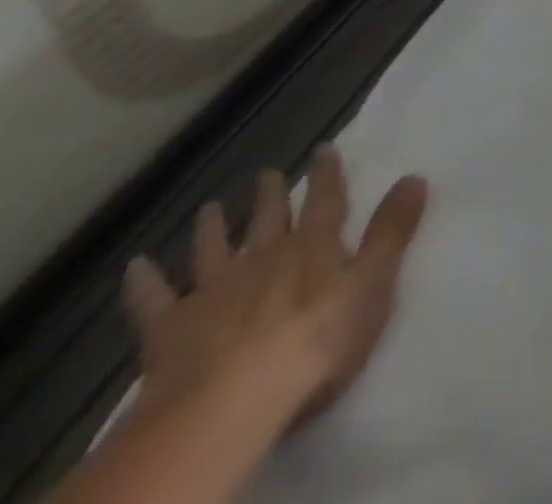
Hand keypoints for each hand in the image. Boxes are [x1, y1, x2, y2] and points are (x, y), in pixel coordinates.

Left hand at [124, 146, 427, 428]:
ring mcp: (214, 290)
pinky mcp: (170, 330)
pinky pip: (153, 300)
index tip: (324, 148)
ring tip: (210, 208)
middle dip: (271, 194)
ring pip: (213, 248)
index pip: (325, 199)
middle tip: (267, 173)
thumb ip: (392, 231)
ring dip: (213, 227)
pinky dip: (144, 282)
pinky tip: (136, 267)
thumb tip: (415, 175)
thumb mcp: (373, 283)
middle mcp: (264, 255)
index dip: (327, 174)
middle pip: (268, 218)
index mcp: (313, 245)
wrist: (233, 403)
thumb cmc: (317, 341)